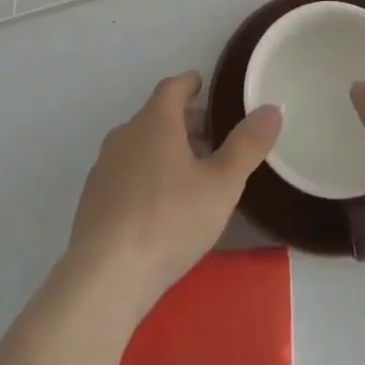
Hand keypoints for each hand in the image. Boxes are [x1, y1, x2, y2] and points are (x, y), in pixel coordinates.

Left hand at [67, 72, 280, 310]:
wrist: (103, 279)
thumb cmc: (168, 220)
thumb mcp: (221, 185)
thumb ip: (247, 146)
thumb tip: (272, 108)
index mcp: (155, 120)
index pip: (173, 86)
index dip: (191, 84)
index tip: (205, 88)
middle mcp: (126, 133)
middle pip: (157, 115)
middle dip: (183, 121)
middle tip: (210, 136)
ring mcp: (105, 167)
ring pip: (140, 145)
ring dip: (164, 150)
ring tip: (189, 174)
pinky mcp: (92, 201)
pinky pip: (125, 174)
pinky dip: (144, 177)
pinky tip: (158, 208)